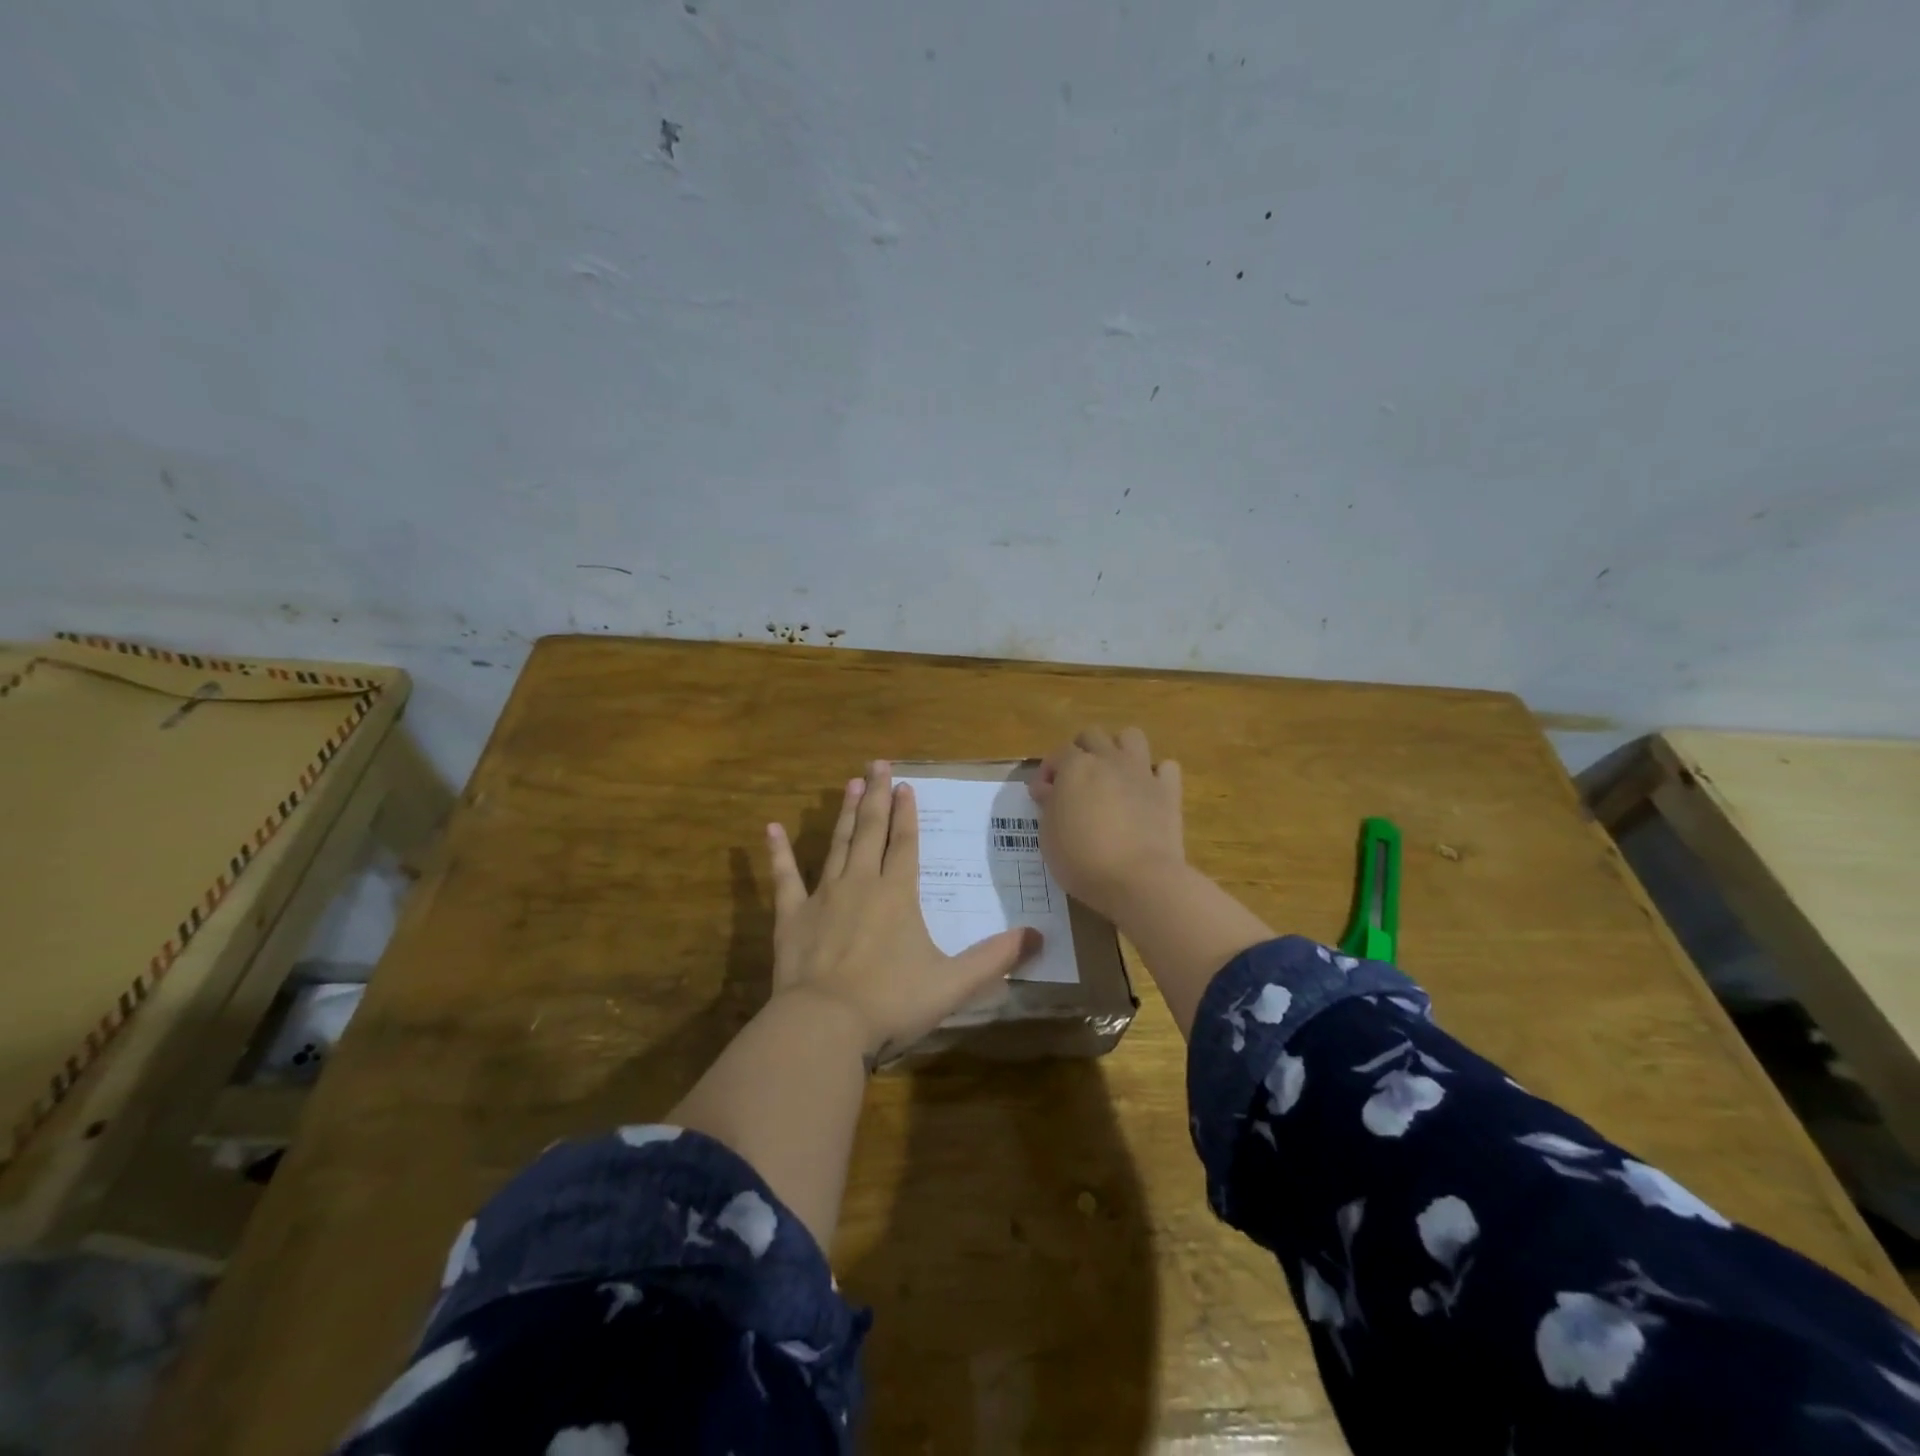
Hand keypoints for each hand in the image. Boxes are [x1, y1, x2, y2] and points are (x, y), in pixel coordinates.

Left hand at [766, 760, 1040, 1061]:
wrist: (825, 1024)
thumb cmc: (892, 1001)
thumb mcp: (953, 983)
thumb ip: (995, 959)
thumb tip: (1038, 938)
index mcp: (898, 894)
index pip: (905, 843)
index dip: (907, 814)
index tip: (906, 784)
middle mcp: (861, 883)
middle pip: (870, 831)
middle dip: (876, 796)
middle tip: (877, 764)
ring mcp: (824, 896)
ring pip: (837, 844)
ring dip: (844, 813)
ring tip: (849, 783)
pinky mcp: (792, 915)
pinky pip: (784, 877)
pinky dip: (778, 852)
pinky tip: (770, 828)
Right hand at [1031, 727, 1185, 921]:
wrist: (1138, 879)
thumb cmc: (1082, 860)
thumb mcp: (1049, 835)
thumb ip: (1049, 805)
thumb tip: (1049, 789)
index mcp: (1076, 767)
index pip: (1057, 753)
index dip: (1048, 771)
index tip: (1042, 796)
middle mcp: (1109, 760)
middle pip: (1093, 735)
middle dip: (1081, 750)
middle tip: (1076, 780)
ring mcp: (1141, 772)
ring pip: (1131, 736)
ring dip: (1119, 749)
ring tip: (1112, 775)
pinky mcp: (1168, 791)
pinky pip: (1165, 767)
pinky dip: (1155, 775)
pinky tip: (1146, 792)